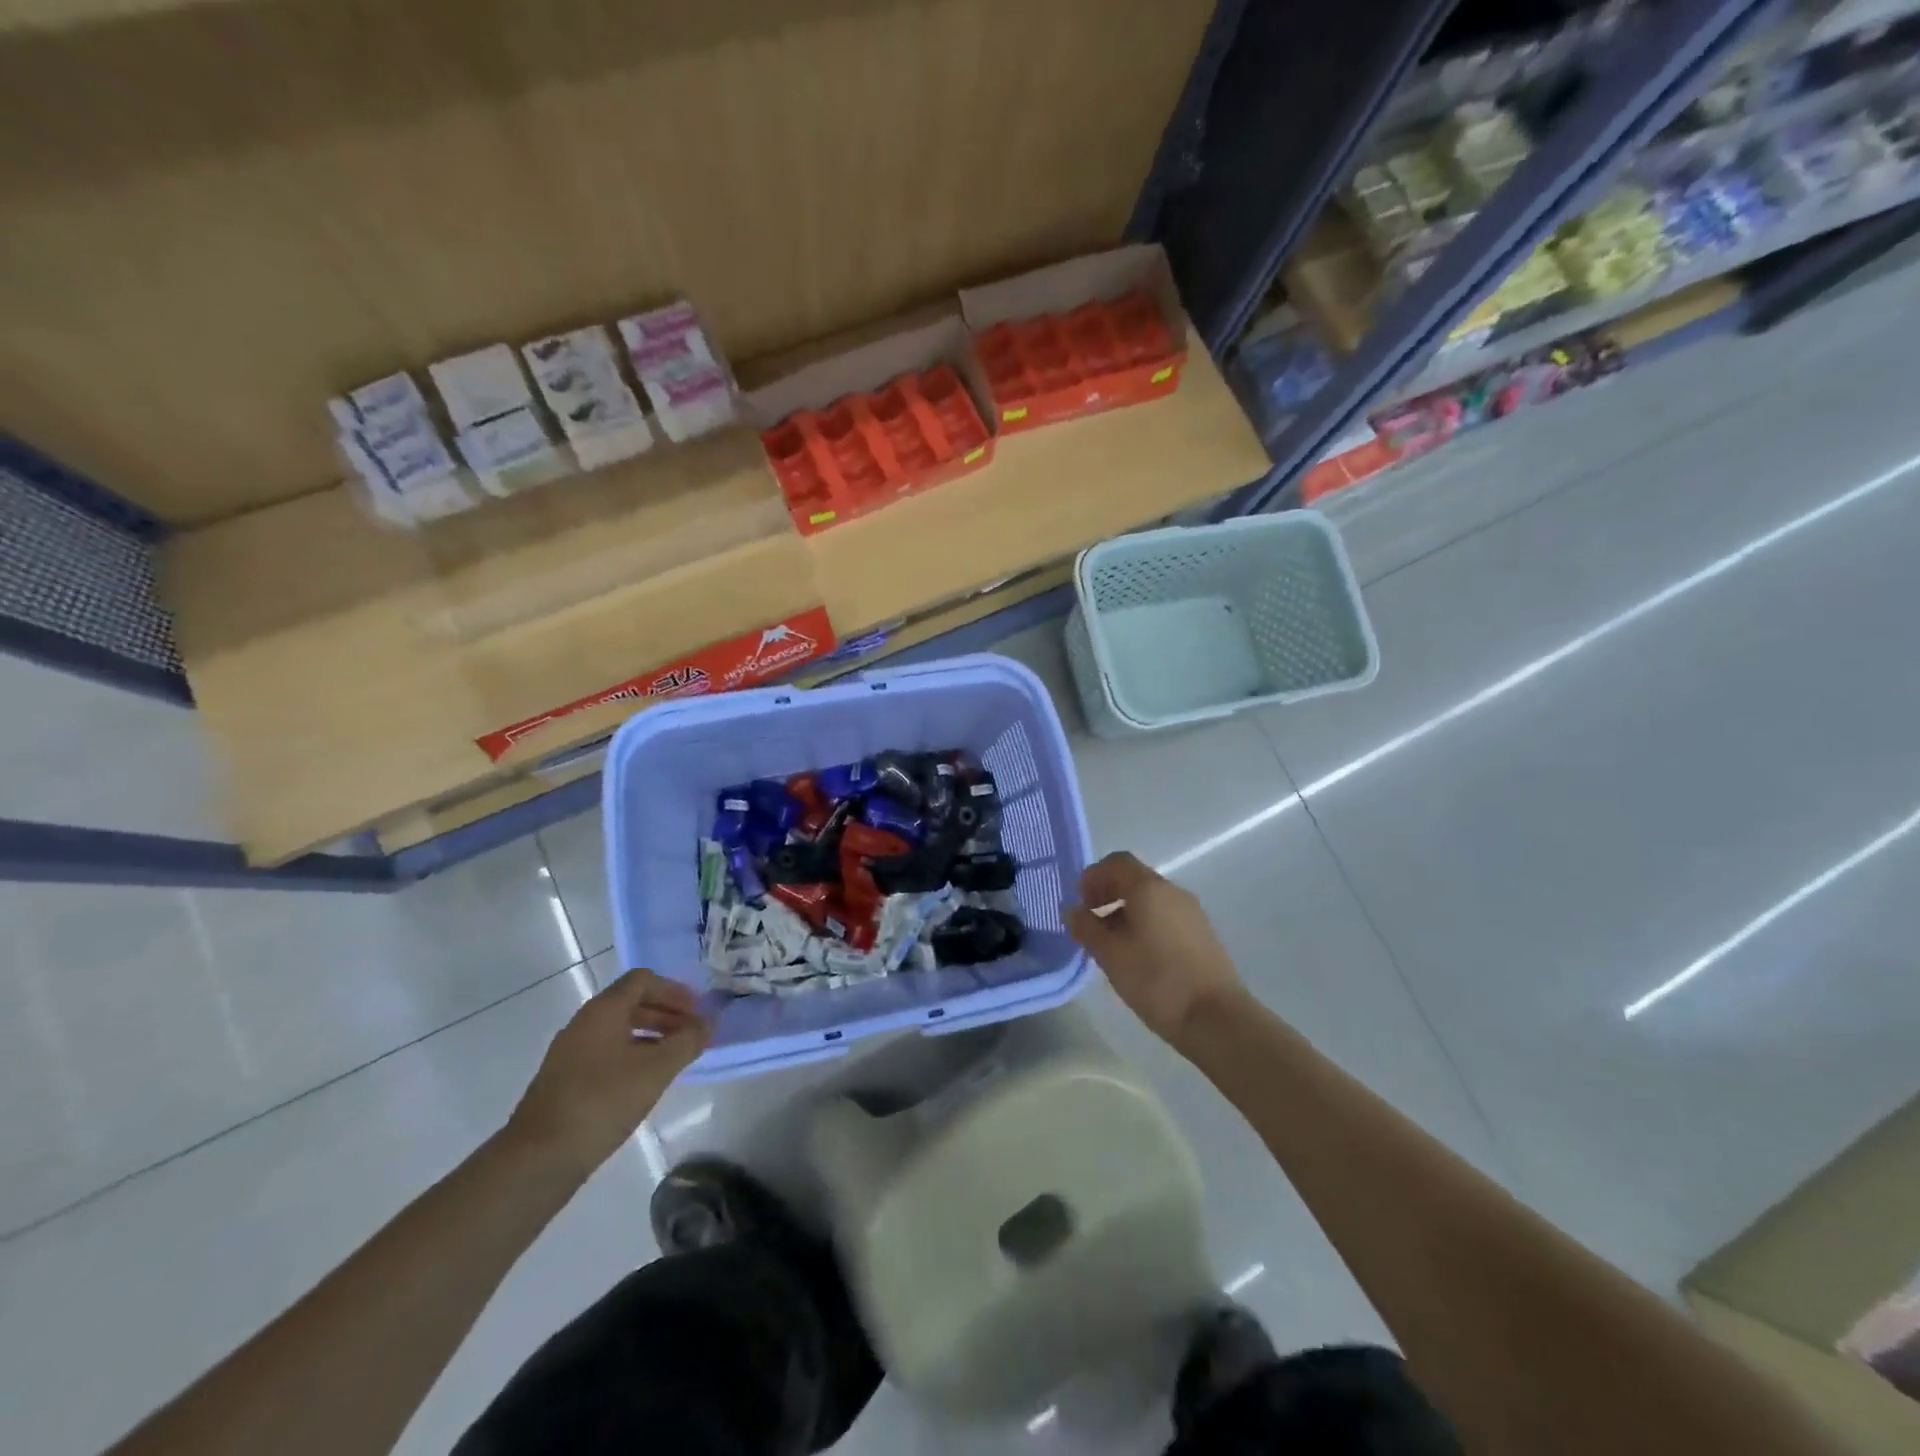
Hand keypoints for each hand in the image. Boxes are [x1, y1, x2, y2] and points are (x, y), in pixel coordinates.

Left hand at [508, 969, 709, 1176]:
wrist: (539, 1158)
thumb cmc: (603, 1101)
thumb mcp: (656, 1069)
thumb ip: (687, 1041)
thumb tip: (708, 1023)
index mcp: (603, 1010)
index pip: (643, 980)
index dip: (674, 990)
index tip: (696, 1010)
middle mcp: (584, 1023)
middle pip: (631, 1003)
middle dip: (666, 1013)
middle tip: (692, 1034)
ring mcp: (571, 1053)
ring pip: (619, 1030)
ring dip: (651, 1036)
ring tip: (675, 1059)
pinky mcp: (565, 1080)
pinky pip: (606, 1053)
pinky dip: (633, 1056)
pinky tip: (646, 1082)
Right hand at [1066, 852, 1246, 1050]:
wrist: (1216, 1018)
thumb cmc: (1156, 980)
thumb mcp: (1110, 955)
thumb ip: (1087, 928)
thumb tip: (1073, 911)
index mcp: (1149, 888)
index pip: (1117, 862)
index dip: (1093, 877)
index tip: (1080, 903)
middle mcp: (1172, 892)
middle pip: (1134, 879)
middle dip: (1107, 895)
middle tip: (1090, 924)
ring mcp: (1192, 913)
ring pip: (1151, 900)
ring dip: (1125, 912)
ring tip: (1111, 946)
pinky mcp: (1202, 935)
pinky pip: (1166, 917)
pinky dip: (1145, 925)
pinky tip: (1138, 957)